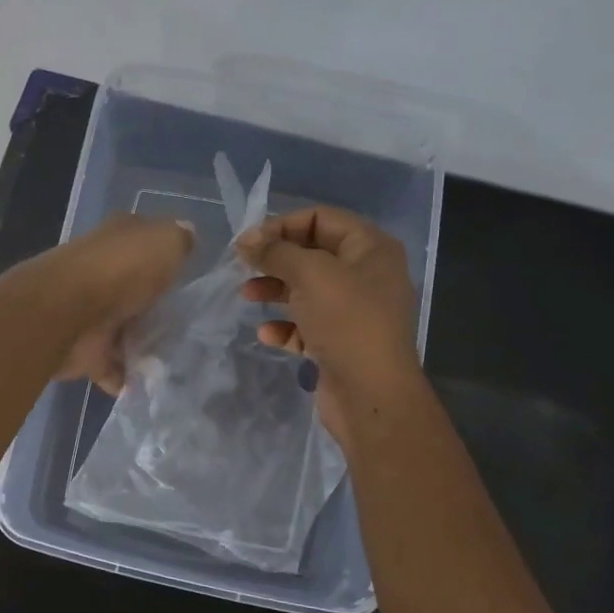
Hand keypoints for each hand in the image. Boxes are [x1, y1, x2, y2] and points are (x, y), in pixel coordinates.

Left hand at [39, 214, 193, 392]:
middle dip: (156, 309)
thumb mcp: (164, 242)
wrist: (67, 312)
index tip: (190, 277)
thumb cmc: (120, 270)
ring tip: (179, 361)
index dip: (164, 256)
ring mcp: (89, 315)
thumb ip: (178, 240)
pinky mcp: (84, 351)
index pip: (143, 243)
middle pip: (134, 292)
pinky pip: (111, 367)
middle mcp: (100, 275)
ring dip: (143, 346)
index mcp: (116, 241)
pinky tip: (153, 386)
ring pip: (123, 330)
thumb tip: (187, 233)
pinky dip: (126, 378)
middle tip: (192, 328)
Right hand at [236, 206, 422, 437]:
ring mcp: (354, 311)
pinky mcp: (340, 342)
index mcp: (370, 249)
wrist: (371, 394)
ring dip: (275, 290)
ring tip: (247, 296)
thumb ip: (275, 252)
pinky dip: (285, 326)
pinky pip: (307, 325)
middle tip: (243, 266)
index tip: (249, 242)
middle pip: (312, 254)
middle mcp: (366, 275)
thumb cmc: (346, 322)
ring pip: (306, 290)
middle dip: (276, 259)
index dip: (283, 225)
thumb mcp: (310, 275)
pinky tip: (267, 334)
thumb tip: (246, 240)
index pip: (321, 218)